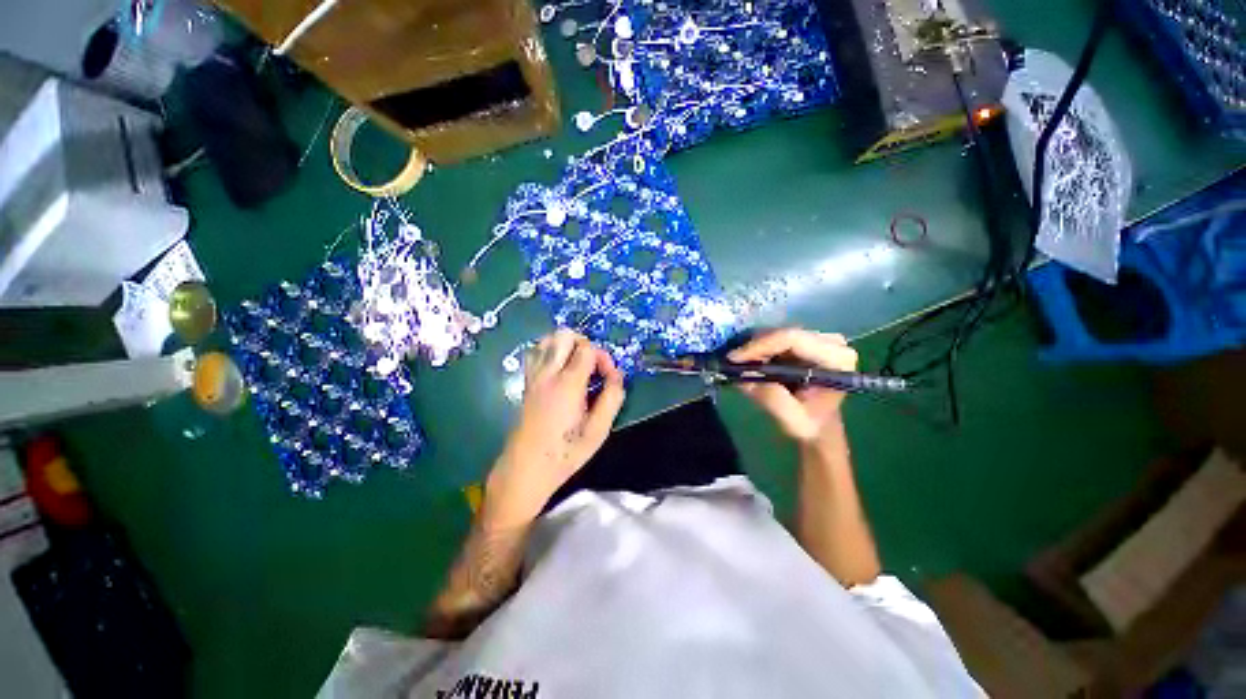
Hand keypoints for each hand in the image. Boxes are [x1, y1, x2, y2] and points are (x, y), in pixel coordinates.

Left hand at [487, 330, 625, 523]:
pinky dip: (551, 351)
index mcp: (567, 384)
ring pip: (547, 339)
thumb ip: (612, 398)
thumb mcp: (599, 431)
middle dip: (584, 343)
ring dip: (566, 345)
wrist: (526, 468)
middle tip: (593, 367)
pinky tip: (560, 370)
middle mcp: (547, 373)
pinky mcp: (527, 382)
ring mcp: (534, 376)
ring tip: (578, 366)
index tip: (609, 377)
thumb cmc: (565, 452)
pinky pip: (536, 352)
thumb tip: (617, 375)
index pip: (587, 349)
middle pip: (564, 334)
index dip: (603, 357)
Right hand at [728, 328, 857, 446]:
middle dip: (754, 348)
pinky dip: (758, 349)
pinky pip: (775, 337)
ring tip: (740, 365)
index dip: (760, 346)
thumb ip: (773, 400)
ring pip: (775, 333)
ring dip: (754, 349)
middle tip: (732, 364)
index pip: (793, 339)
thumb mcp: (792, 421)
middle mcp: (831, 342)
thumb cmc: (811, 424)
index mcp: (837, 359)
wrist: (820, 424)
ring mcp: (818, 338)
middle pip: (782, 333)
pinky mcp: (805, 340)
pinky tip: (750, 362)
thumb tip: (745, 376)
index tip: (734, 359)